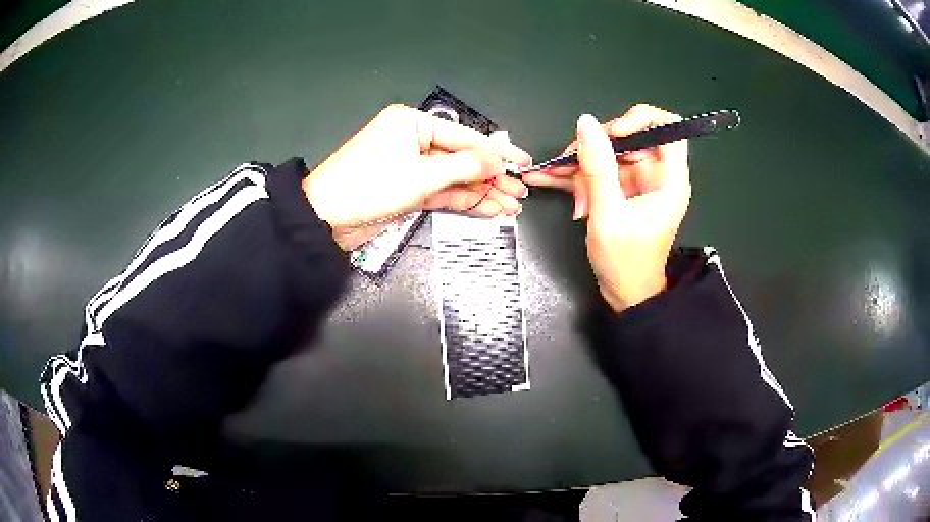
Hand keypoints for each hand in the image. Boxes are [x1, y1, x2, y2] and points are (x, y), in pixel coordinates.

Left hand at [303, 104, 531, 249]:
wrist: (326, 219)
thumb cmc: (367, 187)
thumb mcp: (420, 175)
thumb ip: (464, 166)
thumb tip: (498, 159)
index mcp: (412, 123)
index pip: (465, 136)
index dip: (497, 151)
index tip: (523, 162)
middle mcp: (413, 141)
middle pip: (462, 158)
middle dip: (492, 176)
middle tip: (521, 191)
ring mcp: (411, 167)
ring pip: (455, 178)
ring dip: (482, 192)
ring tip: (511, 206)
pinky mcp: (408, 189)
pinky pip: (443, 192)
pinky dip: (464, 201)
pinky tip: (489, 208)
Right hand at [527, 105, 690, 310]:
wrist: (625, 293)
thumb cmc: (626, 263)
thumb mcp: (608, 215)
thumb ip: (598, 168)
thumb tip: (587, 125)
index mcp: (669, 180)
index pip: (669, 127)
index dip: (641, 120)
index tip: (613, 132)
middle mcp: (656, 175)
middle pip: (630, 137)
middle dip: (597, 147)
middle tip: (573, 163)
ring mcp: (637, 181)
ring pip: (608, 153)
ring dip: (581, 165)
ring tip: (557, 178)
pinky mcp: (621, 190)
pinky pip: (599, 170)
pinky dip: (577, 174)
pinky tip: (550, 177)